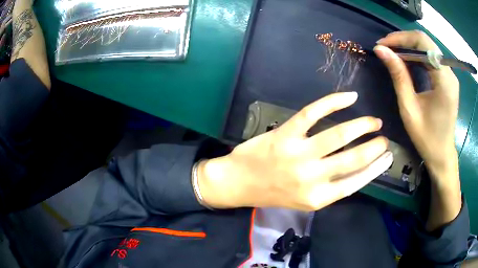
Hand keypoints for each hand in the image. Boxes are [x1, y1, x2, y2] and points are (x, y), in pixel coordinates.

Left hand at [198, 92, 392, 210]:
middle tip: (384, 139)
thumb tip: (357, 171)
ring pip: (340, 135)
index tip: (388, 157)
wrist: (238, 183)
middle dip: (375, 147)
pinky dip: (334, 101)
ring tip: (374, 122)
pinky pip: (314, 112)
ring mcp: (299, 153)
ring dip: (362, 126)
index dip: (376, 168)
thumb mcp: (303, 200)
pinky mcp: (286, 133)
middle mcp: (311, 177)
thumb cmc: (272, 193)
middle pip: (354, 158)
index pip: (356, 182)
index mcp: (317, 197)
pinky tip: (350, 97)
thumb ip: (329, 189)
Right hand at [374, 31, 459, 185]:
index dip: (401, 38)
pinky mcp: (448, 79)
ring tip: (393, 54)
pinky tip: (407, 62)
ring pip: (428, 48)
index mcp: (444, 81)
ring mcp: (450, 75)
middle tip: (385, 48)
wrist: (442, 154)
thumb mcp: (409, 108)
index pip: (423, 43)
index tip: (383, 45)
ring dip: (409, 48)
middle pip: (426, 42)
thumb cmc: (426, 138)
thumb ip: (398, 75)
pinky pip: (431, 58)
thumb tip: (380, 50)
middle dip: (404, 41)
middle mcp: (450, 73)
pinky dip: (417, 56)